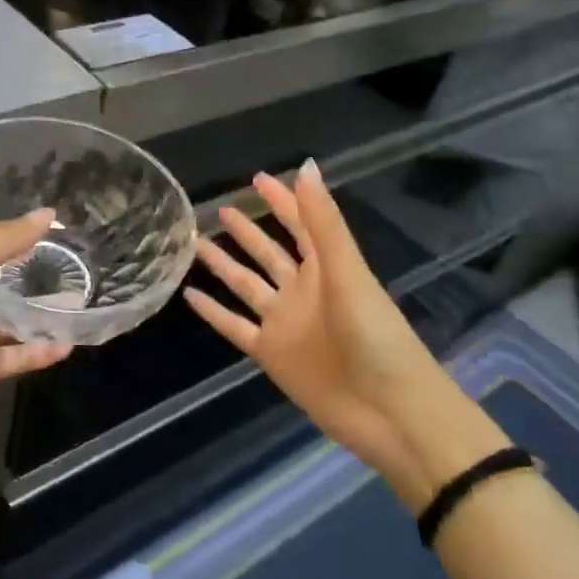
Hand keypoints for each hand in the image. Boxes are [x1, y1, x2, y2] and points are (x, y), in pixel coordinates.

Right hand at [184, 163, 440, 503]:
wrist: (389, 412)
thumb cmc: (376, 336)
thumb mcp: (348, 273)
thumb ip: (323, 222)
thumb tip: (304, 166)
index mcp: (326, 269)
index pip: (300, 224)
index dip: (282, 200)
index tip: (257, 179)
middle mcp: (302, 290)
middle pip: (269, 253)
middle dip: (248, 230)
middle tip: (220, 208)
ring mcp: (284, 323)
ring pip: (246, 285)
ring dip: (224, 264)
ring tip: (195, 242)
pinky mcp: (271, 354)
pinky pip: (234, 326)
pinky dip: (213, 312)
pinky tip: (189, 295)